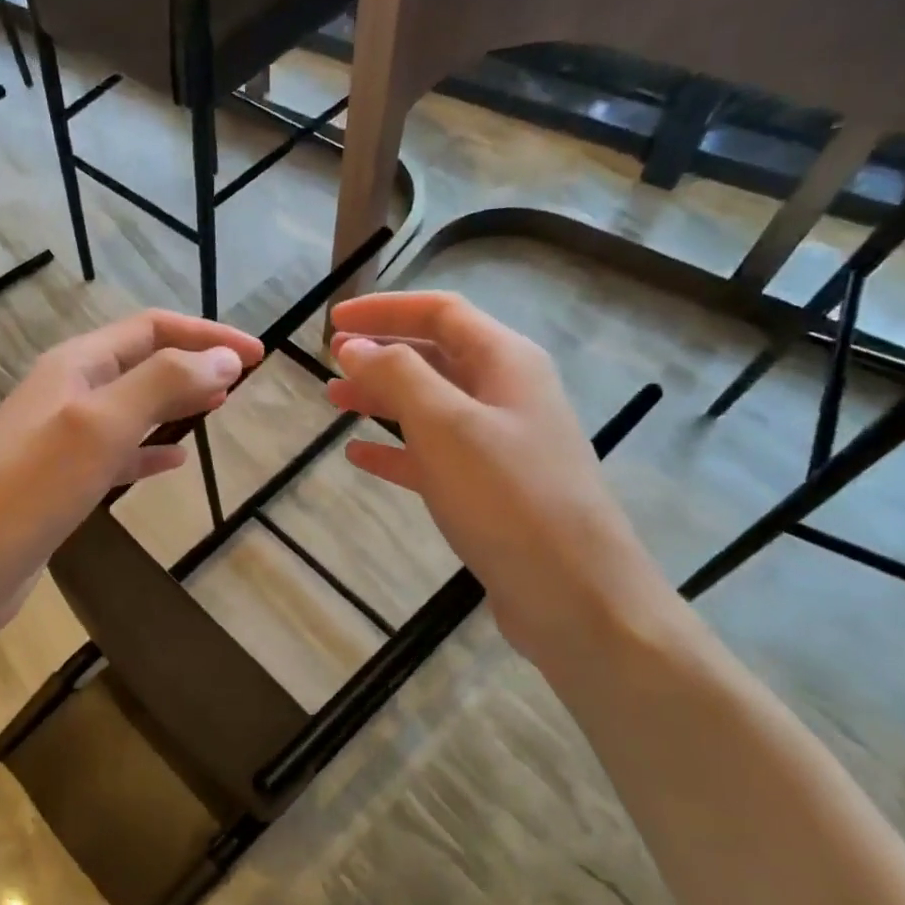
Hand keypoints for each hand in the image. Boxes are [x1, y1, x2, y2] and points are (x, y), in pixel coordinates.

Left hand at [0, 310, 263, 643]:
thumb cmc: (27, 489)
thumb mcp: (99, 426)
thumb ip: (162, 384)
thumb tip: (225, 359)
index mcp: (76, 365)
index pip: (152, 330)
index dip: (206, 336)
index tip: (257, 356)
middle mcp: (68, 392)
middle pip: (143, 363)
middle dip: (194, 364)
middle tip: (244, 380)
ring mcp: (62, 440)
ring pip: (132, 408)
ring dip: (175, 403)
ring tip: (218, 409)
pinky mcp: (61, 483)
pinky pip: (117, 454)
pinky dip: (150, 451)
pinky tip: (174, 463)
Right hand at [326, 291, 672, 669]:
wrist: (574, 594)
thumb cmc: (508, 497)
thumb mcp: (446, 425)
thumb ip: (397, 376)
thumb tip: (353, 345)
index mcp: (506, 362)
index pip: (441, 313)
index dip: (385, 309)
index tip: (333, 320)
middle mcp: (506, 393)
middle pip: (436, 356)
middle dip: (381, 354)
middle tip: (330, 362)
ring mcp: (499, 443)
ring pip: (431, 406)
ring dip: (382, 399)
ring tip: (334, 401)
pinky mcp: (488, 489)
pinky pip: (432, 455)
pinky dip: (395, 450)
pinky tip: (359, 455)